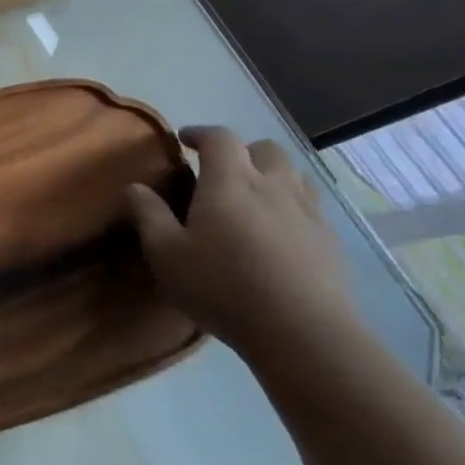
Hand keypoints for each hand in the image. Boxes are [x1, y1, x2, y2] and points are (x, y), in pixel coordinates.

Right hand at [125, 126, 361, 354]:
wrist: (301, 331)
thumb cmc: (221, 286)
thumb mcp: (166, 254)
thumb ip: (149, 215)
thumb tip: (135, 187)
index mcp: (230, 182)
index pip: (220, 138)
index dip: (201, 133)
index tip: (184, 140)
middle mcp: (273, 186)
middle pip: (265, 149)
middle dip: (242, 151)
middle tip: (220, 171)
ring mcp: (308, 212)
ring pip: (294, 175)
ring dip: (271, 175)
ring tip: (252, 197)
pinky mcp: (329, 241)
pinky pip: (310, 206)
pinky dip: (290, 205)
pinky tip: (277, 232)